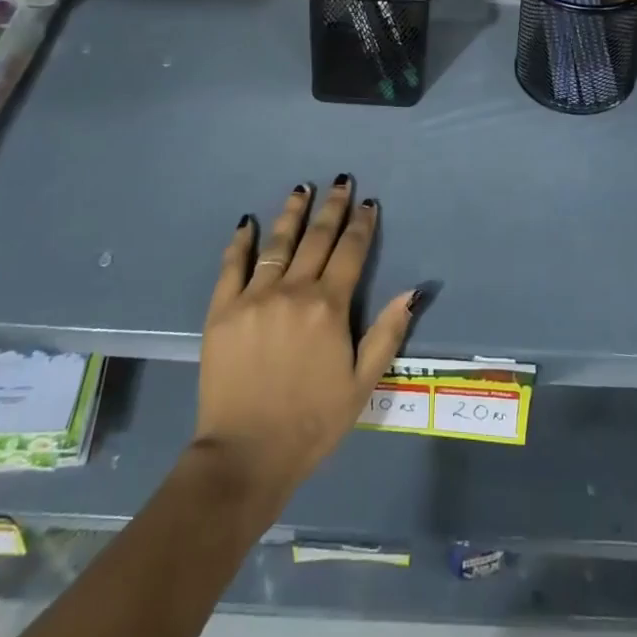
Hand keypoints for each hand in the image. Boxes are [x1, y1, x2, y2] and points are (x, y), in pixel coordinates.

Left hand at [193, 178, 416, 511]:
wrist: (246, 455)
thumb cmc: (312, 422)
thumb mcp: (362, 383)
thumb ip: (387, 333)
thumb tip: (413, 290)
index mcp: (329, 306)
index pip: (350, 252)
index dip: (361, 225)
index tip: (368, 202)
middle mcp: (294, 290)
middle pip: (317, 238)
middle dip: (332, 207)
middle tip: (341, 181)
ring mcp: (255, 297)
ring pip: (278, 243)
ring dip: (292, 213)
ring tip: (302, 188)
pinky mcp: (223, 310)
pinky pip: (232, 267)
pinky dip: (241, 242)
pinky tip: (247, 222)